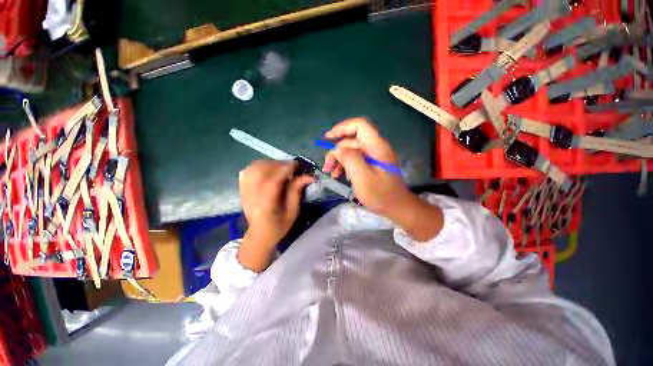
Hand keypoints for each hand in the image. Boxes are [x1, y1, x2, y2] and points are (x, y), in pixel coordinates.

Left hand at [237, 160, 313, 271]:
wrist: (260, 234)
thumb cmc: (279, 226)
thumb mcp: (293, 211)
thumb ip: (297, 191)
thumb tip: (309, 176)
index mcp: (266, 206)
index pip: (272, 182)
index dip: (284, 170)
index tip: (297, 165)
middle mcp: (251, 197)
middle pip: (261, 171)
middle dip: (278, 164)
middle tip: (290, 167)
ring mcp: (244, 191)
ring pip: (253, 168)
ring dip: (269, 163)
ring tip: (280, 167)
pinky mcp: (242, 188)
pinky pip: (247, 170)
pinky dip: (259, 166)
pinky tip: (268, 170)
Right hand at [323, 118, 443, 240]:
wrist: (397, 207)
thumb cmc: (380, 194)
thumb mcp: (362, 177)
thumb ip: (349, 159)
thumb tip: (337, 149)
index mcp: (377, 146)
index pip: (359, 125)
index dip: (342, 128)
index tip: (327, 139)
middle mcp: (376, 147)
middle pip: (351, 140)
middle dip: (336, 151)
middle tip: (327, 167)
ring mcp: (374, 156)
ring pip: (351, 150)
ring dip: (339, 159)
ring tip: (331, 173)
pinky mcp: (371, 164)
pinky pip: (355, 159)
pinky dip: (345, 165)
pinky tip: (339, 175)